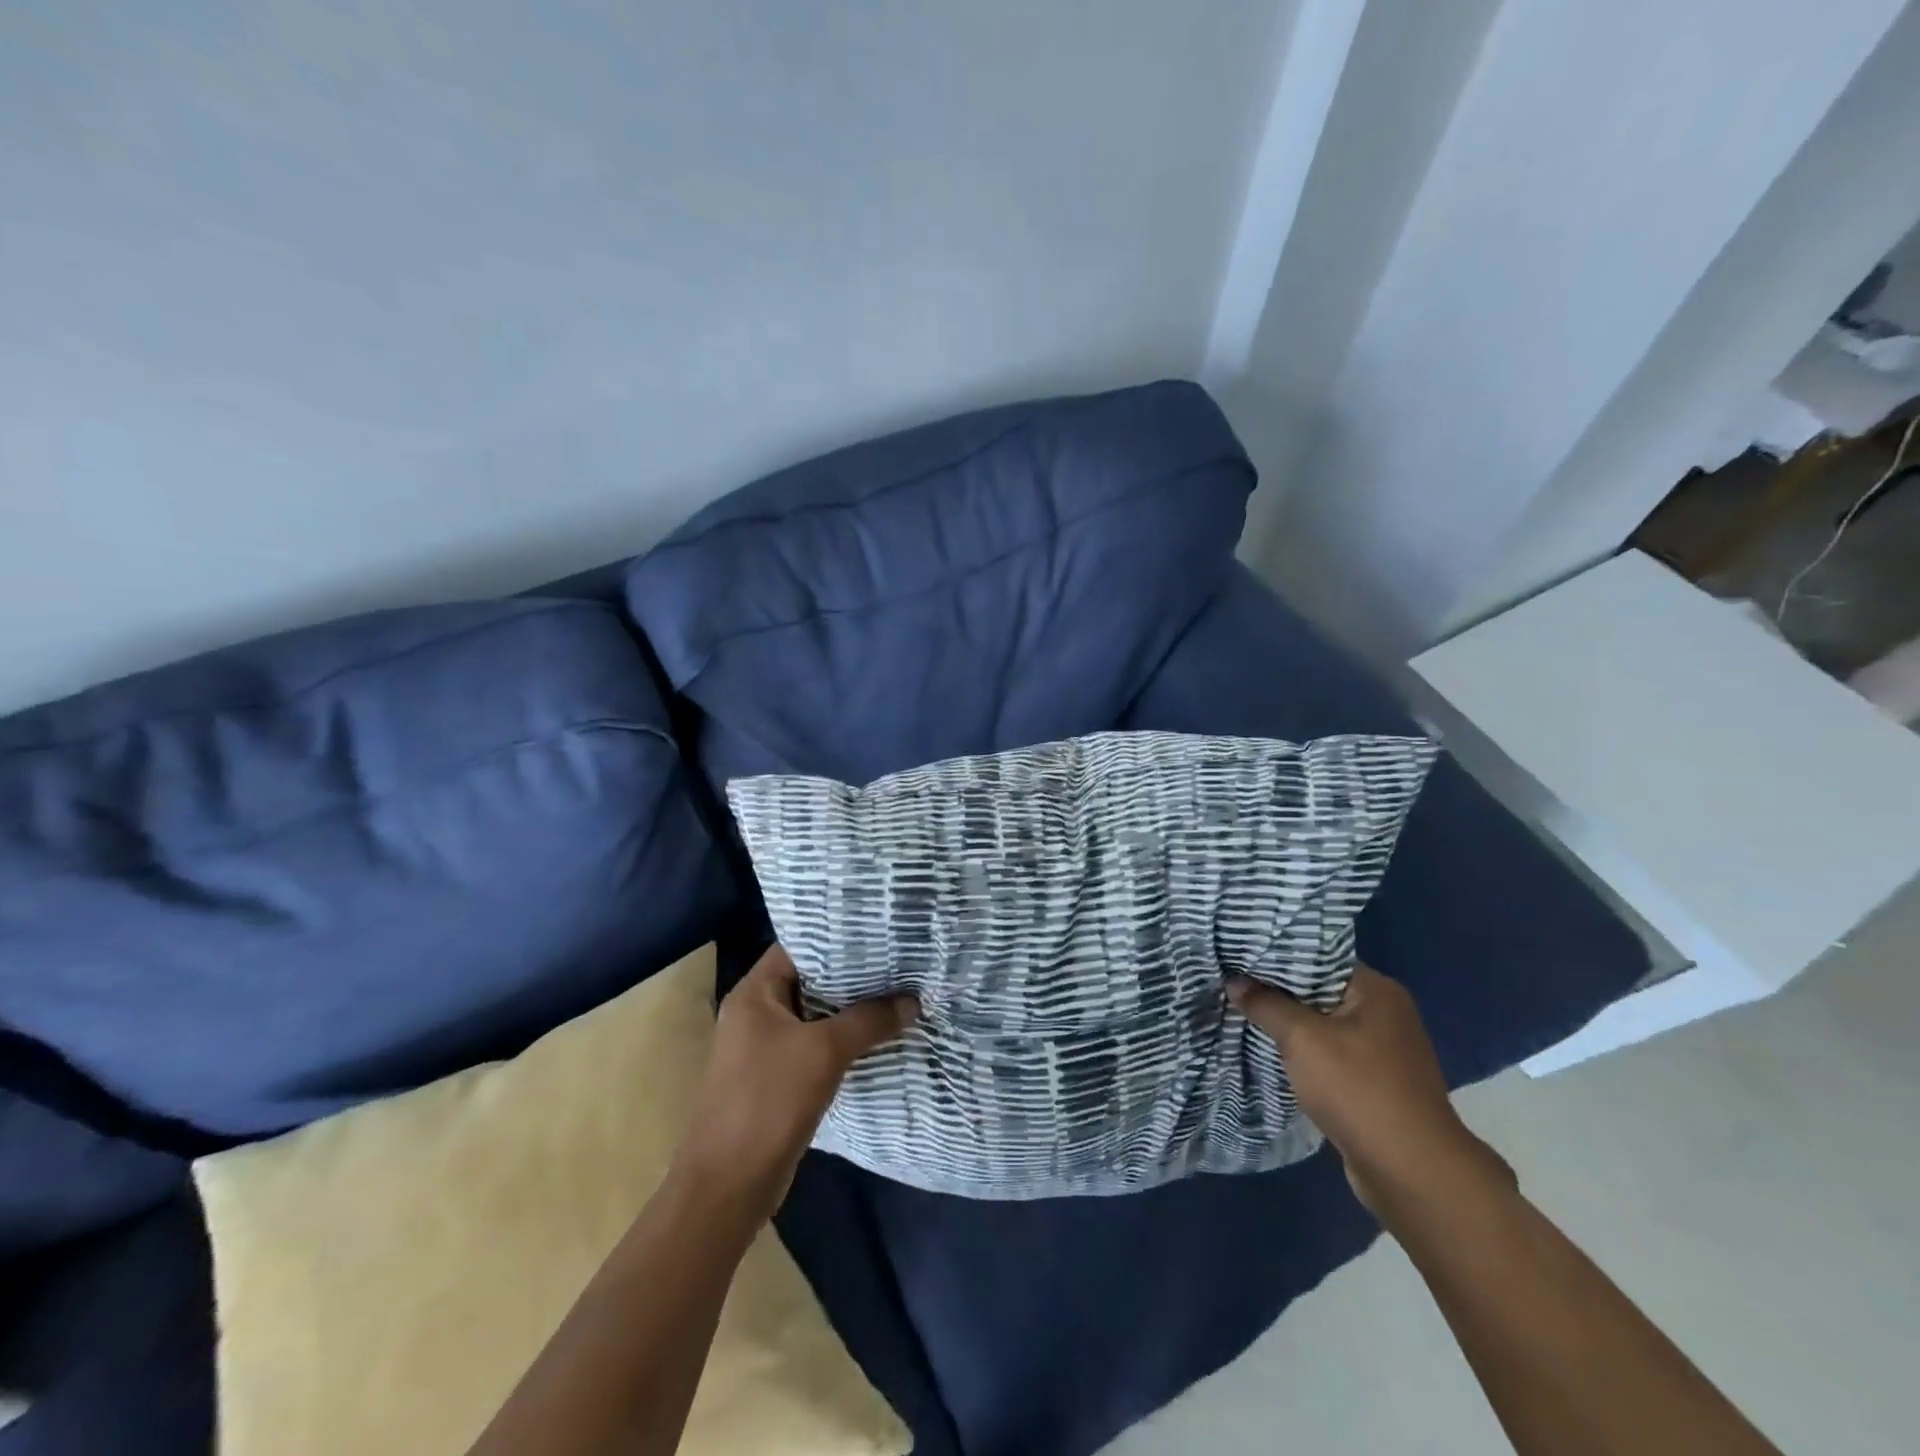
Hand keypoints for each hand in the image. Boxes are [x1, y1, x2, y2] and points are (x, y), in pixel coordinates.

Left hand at [674, 944, 917, 1220]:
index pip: (798, 946)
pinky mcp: (776, 1077)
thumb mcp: (824, 1052)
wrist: (729, 1186)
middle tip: (897, 962)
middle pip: (810, 979)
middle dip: (853, 974)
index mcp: (754, 993)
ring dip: (851, 1010)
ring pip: (815, 1014)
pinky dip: (842, 1039)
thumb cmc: (769, 1102)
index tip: (879, 932)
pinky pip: (815, 1044)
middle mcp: (756, 1012)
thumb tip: (912, 1001)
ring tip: (896, 993)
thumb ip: (868, 1020)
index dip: (837, 937)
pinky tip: (877, 1038)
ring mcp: (764, 1046)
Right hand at [1226, 965, 1511, 1215]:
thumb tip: (1235, 982)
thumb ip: (1266, 1004)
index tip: (1238, 955)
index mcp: (1376, 990)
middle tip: (1232, 982)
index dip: (1276, 955)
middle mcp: (1385, 1014)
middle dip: (1277, 991)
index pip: (1318, 957)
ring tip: (1243, 1013)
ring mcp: (1383, 1051)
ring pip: (1322, 1025)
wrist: (1411, 1172)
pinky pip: (1330, 1054)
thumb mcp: (1301, 1038)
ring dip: (1288, 1024)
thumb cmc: (1358, 1089)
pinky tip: (1271, 1051)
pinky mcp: (1375, 1084)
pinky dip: (1303, 1053)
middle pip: (1319, 990)